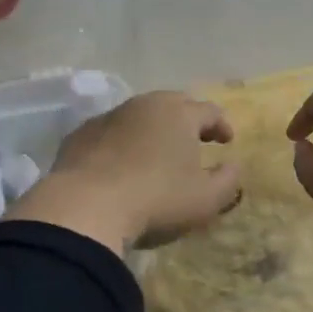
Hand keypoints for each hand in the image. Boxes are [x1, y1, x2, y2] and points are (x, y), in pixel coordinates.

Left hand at [7, 92, 241, 253]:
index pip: (209, 111)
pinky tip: (120, 165)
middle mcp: (143, 105)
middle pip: (172, 105)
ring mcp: (108, 117)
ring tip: (157, 153)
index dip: (221, 125)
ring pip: (138, 116)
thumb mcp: (205, 199)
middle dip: (187, 120)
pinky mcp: (79, 135)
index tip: (227, 141)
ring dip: (152, 131)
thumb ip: (228, 180)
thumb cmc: (156, 199)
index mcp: (178, 113)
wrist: (85, 206)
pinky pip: (110, 133)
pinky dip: (121, 143)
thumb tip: (233, 166)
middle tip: (195, 140)